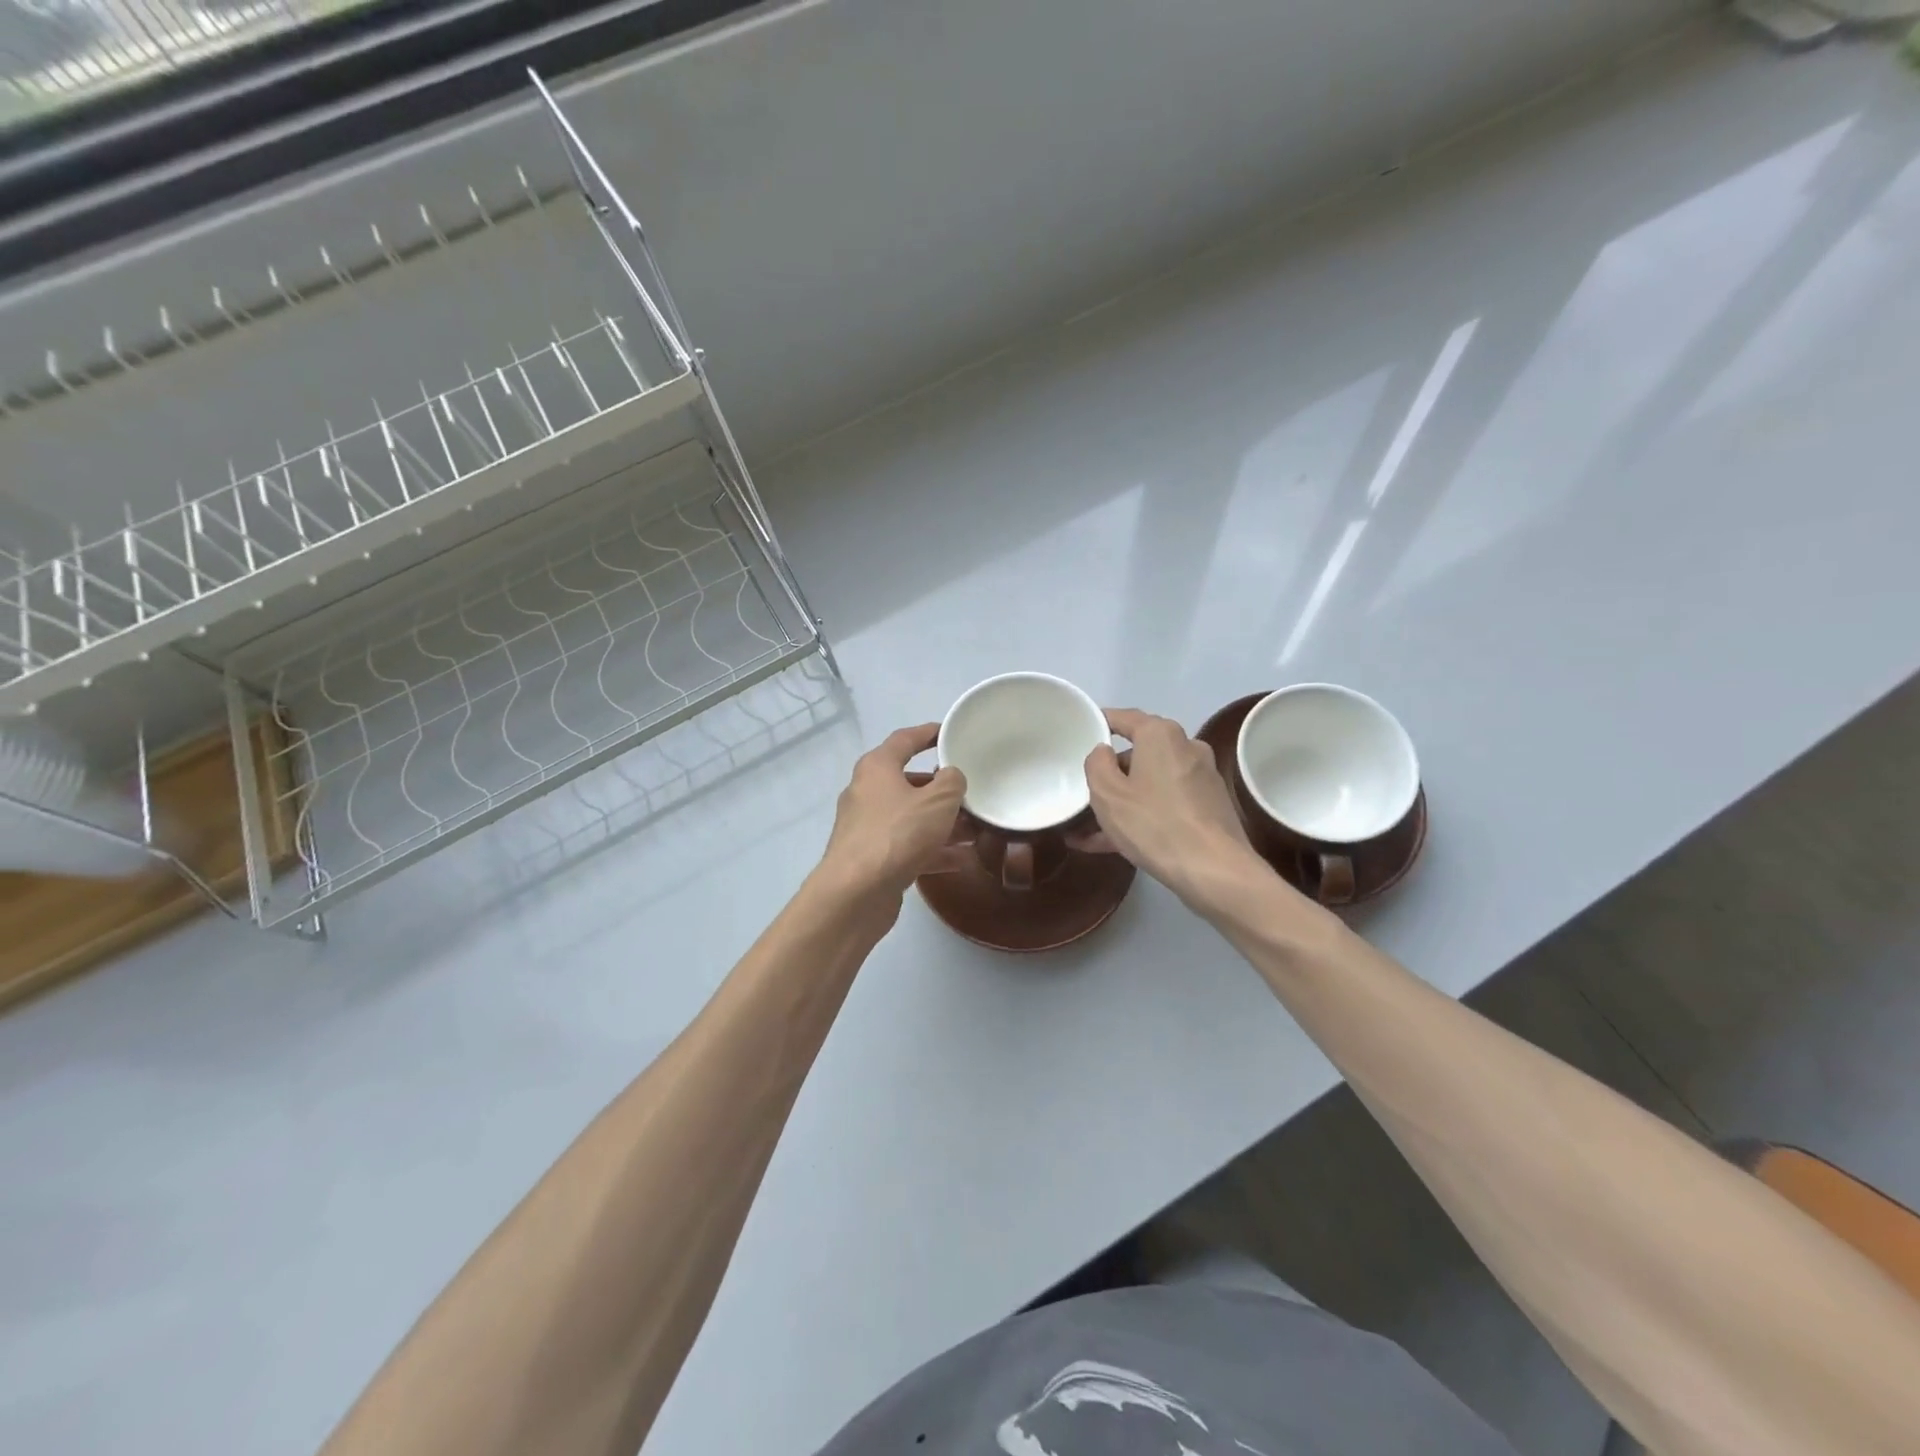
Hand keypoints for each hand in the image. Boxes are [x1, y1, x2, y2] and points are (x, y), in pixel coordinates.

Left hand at [819, 724, 968, 900]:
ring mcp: (867, 828)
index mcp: (877, 768)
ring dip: (942, 823)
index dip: (928, 733)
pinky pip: (908, 846)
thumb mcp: (938, 801)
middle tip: (971, 792)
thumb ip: (952, 782)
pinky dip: (932, 850)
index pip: (905, 740)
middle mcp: (867, 793)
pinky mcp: (872, 859)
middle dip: (942, 789)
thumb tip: (951, 777)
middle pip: (909, 782)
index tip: (949, 733)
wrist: (855, 894)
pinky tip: (961, 860)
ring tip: (975, 829)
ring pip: (911, 817)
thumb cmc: (897, 834)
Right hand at [1076, 708, 1273, 912]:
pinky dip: (1142, 816)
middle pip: (1137, 754)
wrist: (1215, 870)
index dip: (1098, 724)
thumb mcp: (1107, 793)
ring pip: (1150, 783)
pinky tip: (1114, 845)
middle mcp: (1186, 747)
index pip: (1122, 718)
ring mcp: (1201, 778)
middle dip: (1109, 776)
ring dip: (1122, 802)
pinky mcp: (1209, 806)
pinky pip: (1165, 803)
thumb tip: (1103, 752)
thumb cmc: (1154, 824)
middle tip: (1083, 794)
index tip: (1078, 734)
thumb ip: (1096, 764)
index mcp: (1160, 735)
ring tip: (1088, 831)